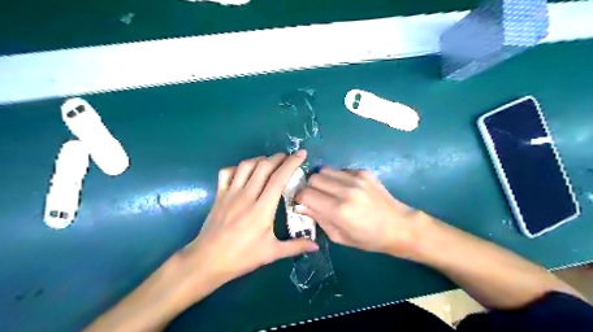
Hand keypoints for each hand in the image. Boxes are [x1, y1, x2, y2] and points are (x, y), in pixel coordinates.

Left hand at [183, 151, 316, 290]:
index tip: (301, 154)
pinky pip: (227, 172)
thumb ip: (295, 246)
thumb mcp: (271, 253)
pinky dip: (238, 167)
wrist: (207, 261)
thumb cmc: (242, 257)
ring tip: (269, 162)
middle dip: (278, 157)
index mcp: (262, 208)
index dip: (291, 163)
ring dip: (260, 159)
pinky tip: (245, 172)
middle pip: (264, 166)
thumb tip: (316, 245)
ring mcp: (230, 193)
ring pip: (246, 165)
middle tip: (288, 157)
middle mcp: (247, 195)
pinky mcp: (219, 195)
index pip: (279, 178)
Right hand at [293, 168, 423, 256]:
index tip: (300, 202)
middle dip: (309, 187)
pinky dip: (336, 178)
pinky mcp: (363, 172)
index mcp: (339, 210)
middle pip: (313, 178)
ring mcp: (356, 178)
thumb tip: (300, 206)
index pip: (305, 194)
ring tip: (328, 191)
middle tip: (314, 197)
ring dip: (321, 181)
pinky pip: (339, 170)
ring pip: (324, 170)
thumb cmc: (368, 238)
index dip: (298, 197)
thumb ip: (318, 219)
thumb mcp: (339, 237)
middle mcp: (346, 190)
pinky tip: (344, 188)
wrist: (399, 226)